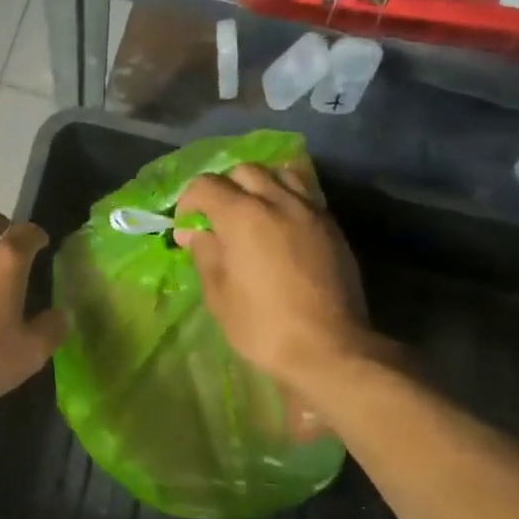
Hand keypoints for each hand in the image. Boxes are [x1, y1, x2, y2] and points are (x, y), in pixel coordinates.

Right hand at [175, 164, 371, 391]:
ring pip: (280, 174)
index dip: (188, 202)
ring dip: (260, 185)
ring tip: (254, 214)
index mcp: (242, 216)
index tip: (186, 227)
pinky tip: (282, 228)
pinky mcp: (332, 227)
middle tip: (218, 218)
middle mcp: (278, 201)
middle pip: (244, 171)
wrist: (329, 348)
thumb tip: (193, 232)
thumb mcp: (219, 295)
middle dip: (224, 188)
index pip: (205, 185)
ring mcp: (310, 211)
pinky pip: (305, 196)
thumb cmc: (263, 326)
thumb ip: (205, 254)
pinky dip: (287, 199)